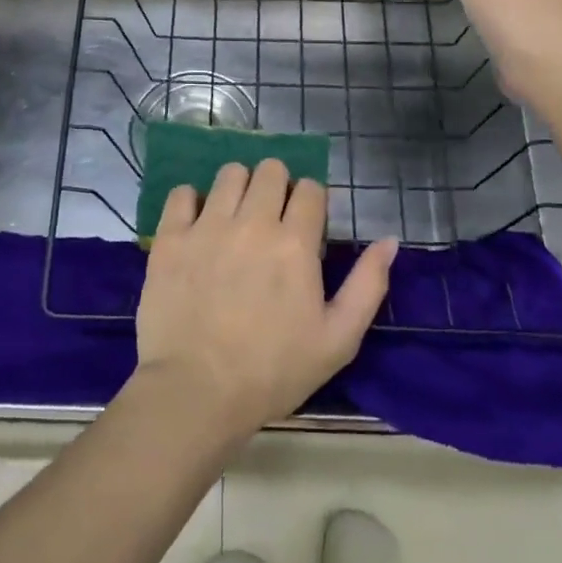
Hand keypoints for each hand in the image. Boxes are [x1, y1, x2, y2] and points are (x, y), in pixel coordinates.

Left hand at [135, 160, 397, 438]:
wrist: (197, 392)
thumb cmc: (273, 371)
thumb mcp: (338, 339)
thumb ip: (368, 285)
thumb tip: (390, 241)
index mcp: (295, 243)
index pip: (310, 188)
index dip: (311, 202)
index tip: (304, 226)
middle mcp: (253, 222)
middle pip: (270, 170)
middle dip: (277, 187)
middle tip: (270, 219)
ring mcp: (207, 226)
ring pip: (229, 173)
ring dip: (238, 188)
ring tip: (235, 218)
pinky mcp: (171, 237)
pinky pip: (182, 193)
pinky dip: (191, 201)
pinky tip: (197, 225)